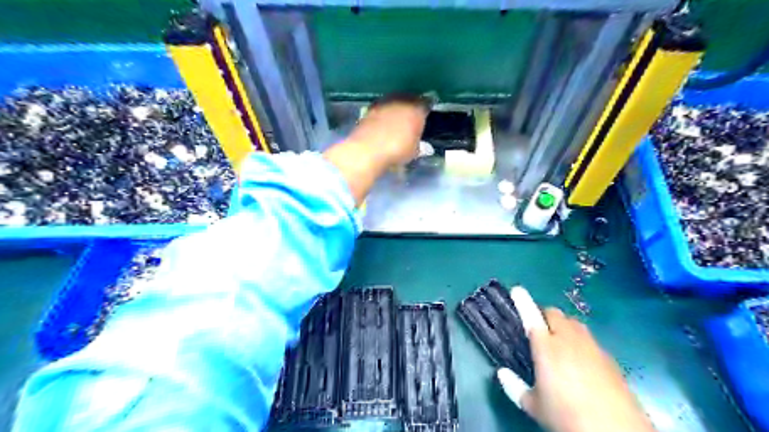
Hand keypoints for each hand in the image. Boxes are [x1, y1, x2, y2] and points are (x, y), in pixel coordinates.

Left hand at [345, 94, 429, 164]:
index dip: (428, 107)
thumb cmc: (397, 151)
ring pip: (394, 101)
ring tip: (397, 119)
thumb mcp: (414, 152)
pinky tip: (383, 123)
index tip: (428, 111)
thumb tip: (422, 145)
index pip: (427, 102)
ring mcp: (384, 103)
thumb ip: (419, 144)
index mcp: (416, 109)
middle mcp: (401, 101)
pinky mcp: (369, 109)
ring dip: (396, 108)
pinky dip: (384, 114)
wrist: (367, 150)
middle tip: (412, 115)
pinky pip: (382, 108)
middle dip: (411, 105)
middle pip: (409, 99)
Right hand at [498, 286, 654, 431]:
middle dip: (544, 315)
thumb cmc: (567, 416)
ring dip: (563, 325)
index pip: (531, 316)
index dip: (523, 301)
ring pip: (574, 323)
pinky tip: (581, 361)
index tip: (517, 289)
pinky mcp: (609, 358)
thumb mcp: (534, 406)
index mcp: (546, 348)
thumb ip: (514, 387)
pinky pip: (589, 339)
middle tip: (538, 330)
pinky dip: (580, 341)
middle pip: (555, 314)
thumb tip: (501, 373)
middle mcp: (568, 340)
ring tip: (559, 342)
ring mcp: (592, 347)